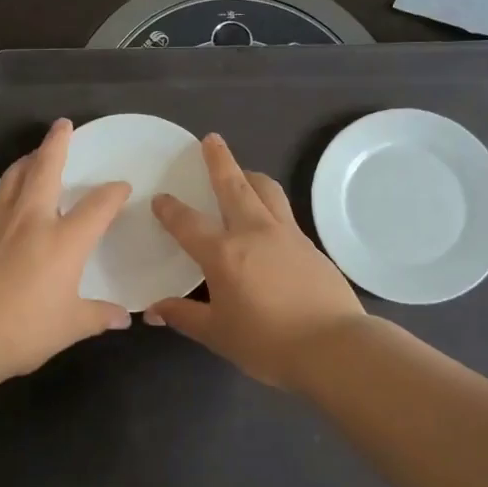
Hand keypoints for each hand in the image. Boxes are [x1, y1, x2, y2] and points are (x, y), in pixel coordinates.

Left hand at [0, 118, 130, 386]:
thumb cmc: (22, 330)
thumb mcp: (69, 327)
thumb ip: (97, 316)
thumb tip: (122, 318)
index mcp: (64, 240)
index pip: (97, 206)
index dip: (113, 193)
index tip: (122, 187)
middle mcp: (32, 222)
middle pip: (44, 170)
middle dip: (56, 144)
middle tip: (62, 125)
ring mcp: (0, 227)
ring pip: (14, 179)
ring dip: (27, 161)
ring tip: (34, 155)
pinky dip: (10, 190)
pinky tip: (14, 204)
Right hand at [147, 134, 365, 391]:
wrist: (334, 347)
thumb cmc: (268, 343)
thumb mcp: (218, 334)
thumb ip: (184, 316)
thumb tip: (153, 311)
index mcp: (223, 253)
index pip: (188, 222)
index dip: (170, 209)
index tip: (161, 198)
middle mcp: (254, 232)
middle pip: (234, 186)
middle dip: (220, 161)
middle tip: (211, 140)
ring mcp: (287, 234)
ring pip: (267, 191)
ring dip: (251, 176)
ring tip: (243, 174)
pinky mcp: (311, 245)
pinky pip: (285, 213)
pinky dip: (270, 204)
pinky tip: (268, 221)